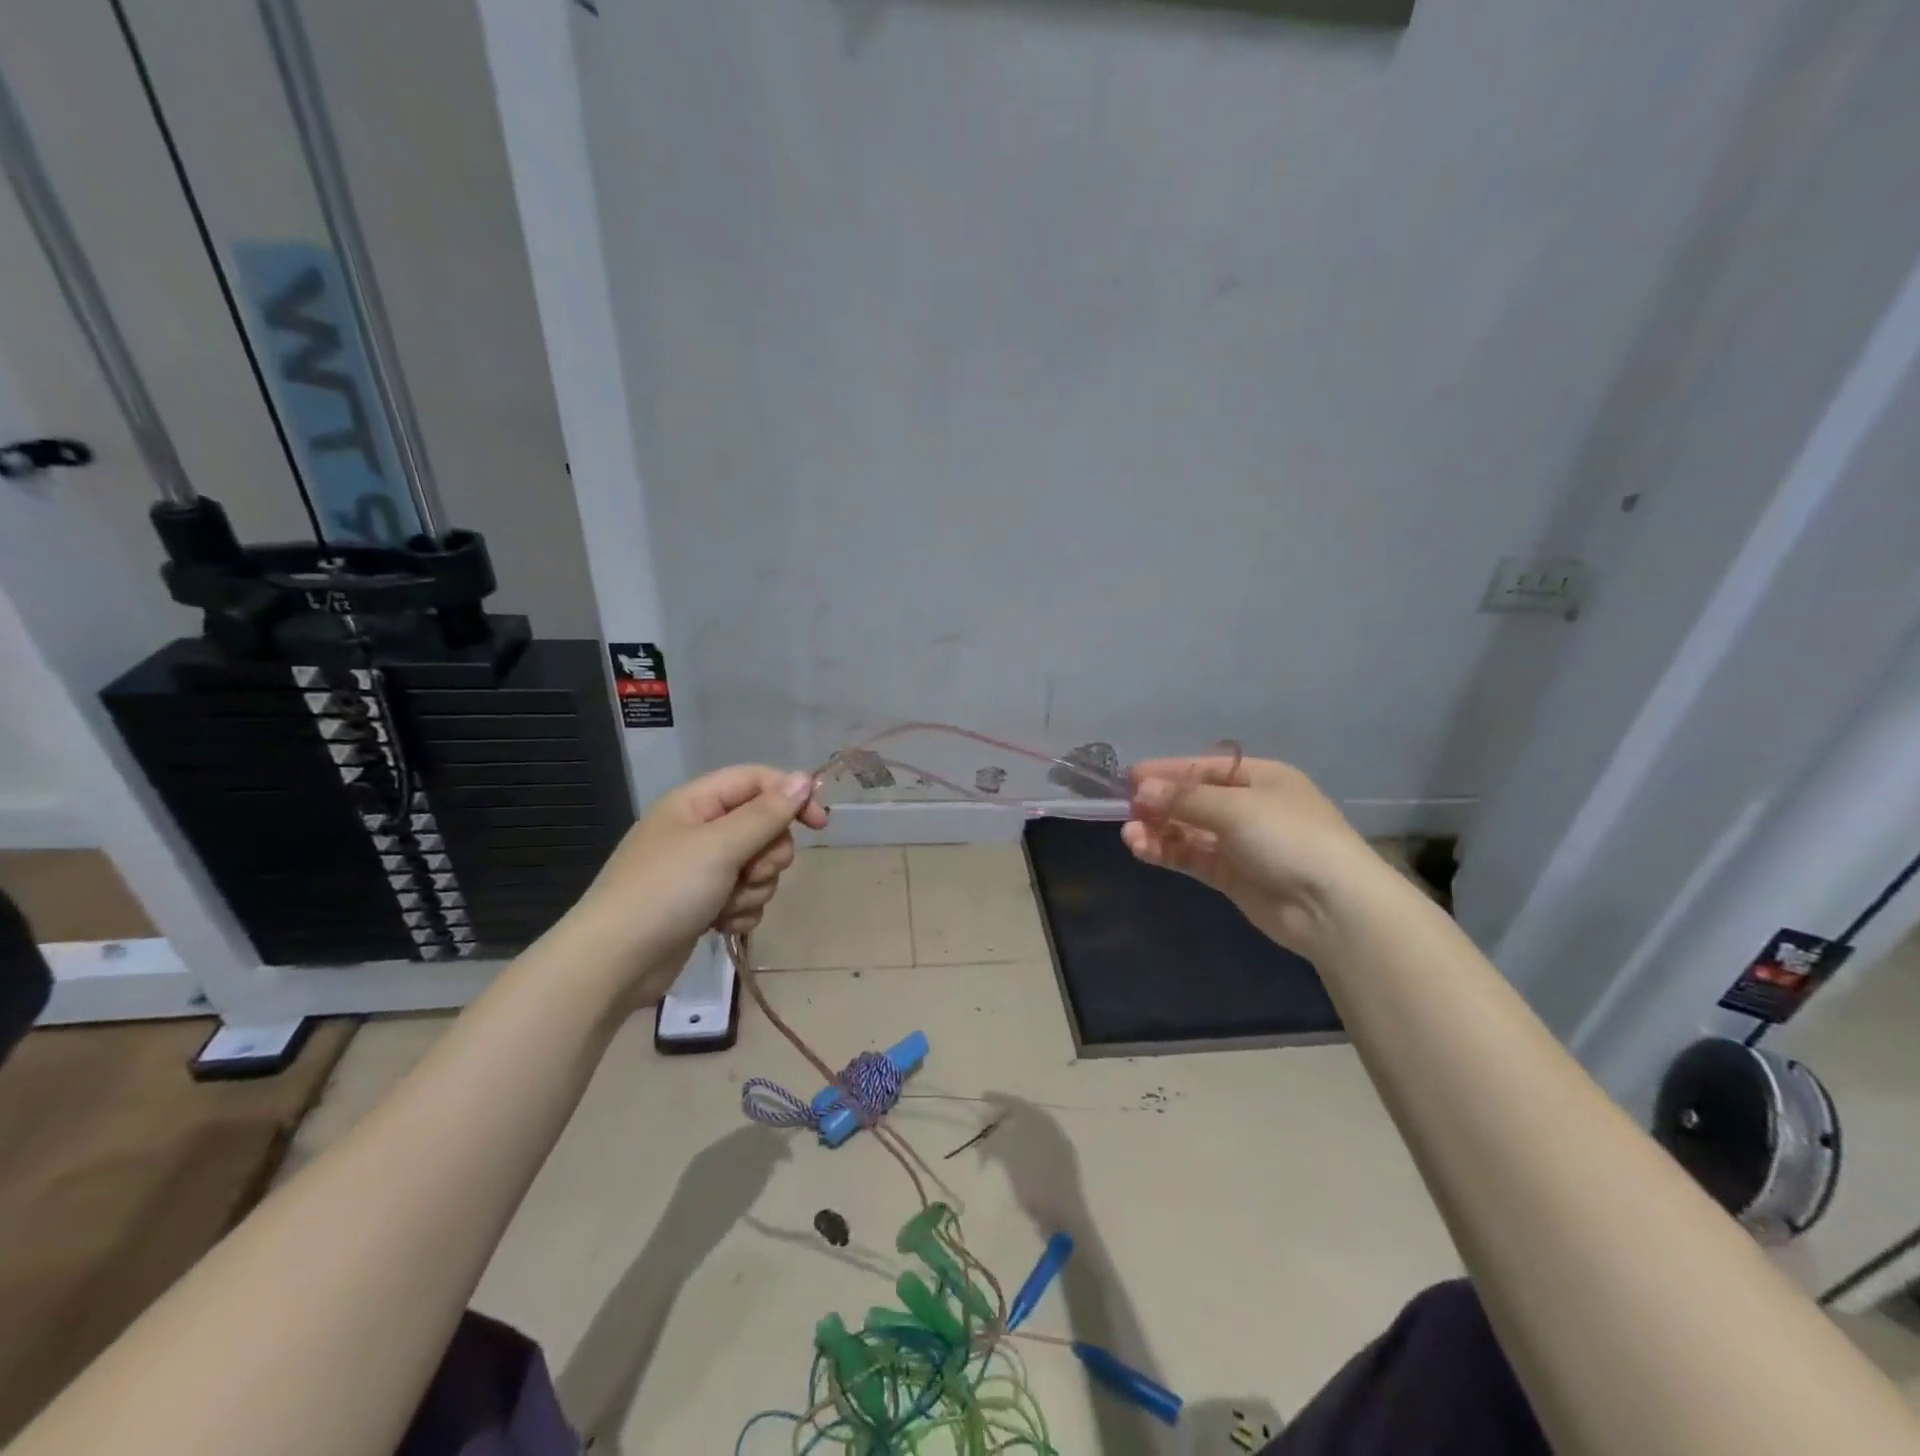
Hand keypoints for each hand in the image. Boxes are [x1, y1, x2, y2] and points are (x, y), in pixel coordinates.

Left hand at [568, 765, 828, 1000]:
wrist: (613, 964)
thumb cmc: (664, 892)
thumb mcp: (720, 847)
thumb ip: (767, 813)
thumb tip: (806, 779)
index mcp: (696, 803)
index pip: (757, 781)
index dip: (791, 797)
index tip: (820, 824)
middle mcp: (700, 830)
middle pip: (764, 827)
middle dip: (767, 855)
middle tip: (749, 873)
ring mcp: (701, 869)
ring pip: (758, 867)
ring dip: (753, 889)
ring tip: (725, 905)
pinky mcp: (704, 903)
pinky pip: (745, 897)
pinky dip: (740, 911)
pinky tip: (719, 925)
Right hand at [1123, 755, 1385, 958]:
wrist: (1332, 907)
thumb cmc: (1289, 838)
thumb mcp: (1236, 808)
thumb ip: (1185, 799)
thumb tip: (1141, 789)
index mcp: (1260, 778)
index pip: (1204, 769)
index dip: (1167, 771)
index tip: (1130, 777)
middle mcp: (1249, 807)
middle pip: (1193, 800)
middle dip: (1159, 803)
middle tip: (1126, 809)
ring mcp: (1240, 843)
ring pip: (1189, 830)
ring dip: (1159, 829)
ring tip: (1129, 834)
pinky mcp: (1231, 876)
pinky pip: (1192, 856)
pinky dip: (1168, 851)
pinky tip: (1143, 848)